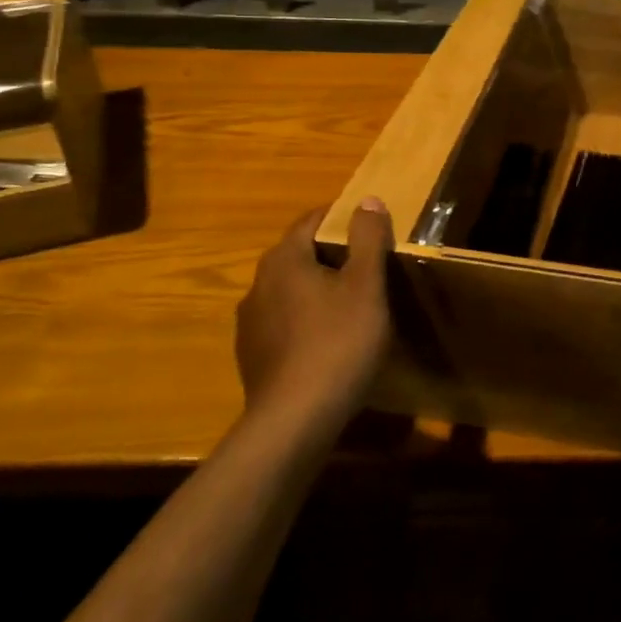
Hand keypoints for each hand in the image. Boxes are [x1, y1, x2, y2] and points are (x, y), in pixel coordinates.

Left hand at [236, 199, 392, 420]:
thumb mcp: (365, 286)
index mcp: (284, 260)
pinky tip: (327, 343)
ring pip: (289, 291)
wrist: (294, 422)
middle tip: (368, 266)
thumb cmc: (337, 343)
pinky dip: (305, 321)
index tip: (370, 227)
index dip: (342, 218)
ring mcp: (250, 323)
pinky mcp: (251, 356)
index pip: (312, 221)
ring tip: (350, 306)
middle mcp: (258, 284)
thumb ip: (367, 239)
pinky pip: (283, 323)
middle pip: (298, 255)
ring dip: (316, 290)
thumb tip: (367, 200)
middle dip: (331, 255)